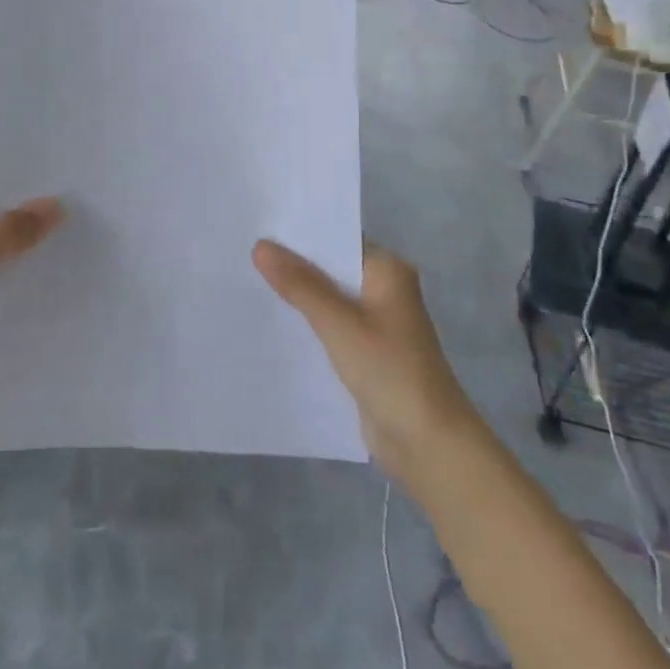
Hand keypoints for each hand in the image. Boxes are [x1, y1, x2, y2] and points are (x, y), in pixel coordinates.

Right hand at [253, 242, 474, 482]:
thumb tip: (260, 245)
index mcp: (387, 271)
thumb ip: (300, 284)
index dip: (298, 233)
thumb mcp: (339, 324)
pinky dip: (304, 321)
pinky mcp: (364, 351)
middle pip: (329, 267)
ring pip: (326, 297)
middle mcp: (382, 289)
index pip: (336, 238)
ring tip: (245, 278)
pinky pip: (328, 325)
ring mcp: (374, 322)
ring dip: (295, 293)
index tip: (256, 224)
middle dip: (291, 263)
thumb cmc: (390, 372)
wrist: (428, 444)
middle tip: (241, 249)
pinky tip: (270, 318)